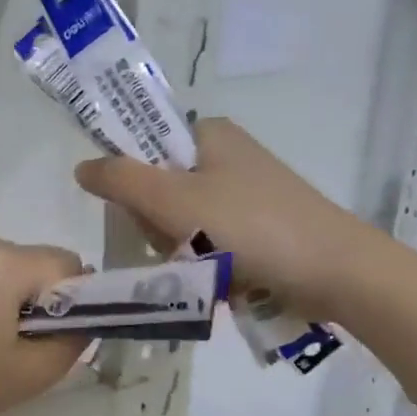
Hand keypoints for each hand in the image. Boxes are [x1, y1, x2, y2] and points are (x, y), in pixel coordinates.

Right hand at [74, 117, 379, 320]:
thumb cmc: (250, 227)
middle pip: (161, 194)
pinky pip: (213, 247)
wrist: (335, 270)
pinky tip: (227, 282)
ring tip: (212, 271)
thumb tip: (82, 167)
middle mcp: (227, 157)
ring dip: (187, 256)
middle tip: (185, 249)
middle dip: (164, 231)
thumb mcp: (175, 201)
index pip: (143, 151)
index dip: (134, 188)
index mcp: (208, 134)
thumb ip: (122, 181)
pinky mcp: (261, 229)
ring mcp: (246, 195)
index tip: (149, 217)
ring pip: (184, 228)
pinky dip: (212, 267)